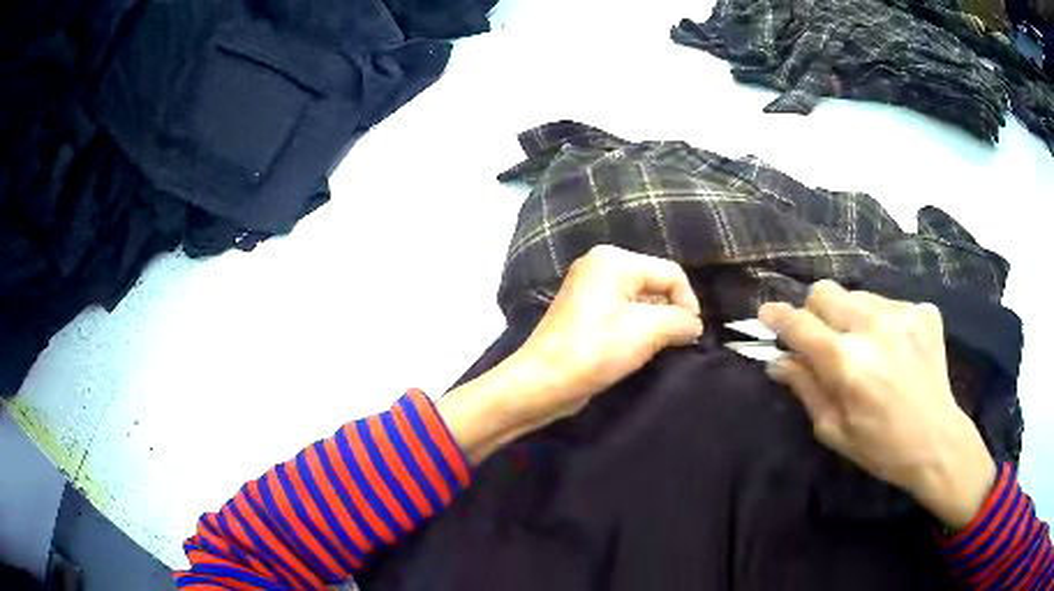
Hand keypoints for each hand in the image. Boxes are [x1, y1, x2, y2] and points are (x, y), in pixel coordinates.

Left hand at [438, 245, 702, 463]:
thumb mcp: (647, 332)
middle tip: (678, 343)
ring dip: (656, 325)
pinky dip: (638, 330)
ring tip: (659, 349)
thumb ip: (681, 321)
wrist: (542, 383)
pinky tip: (640, 350)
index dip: (688, 303)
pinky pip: (624, 313)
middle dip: (671, 313)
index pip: (670, 273)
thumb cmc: (594, 351)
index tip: (692, 336)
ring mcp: (590, 289)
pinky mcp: (586, 312)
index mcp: (614, 260)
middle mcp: (600, 266)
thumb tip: (694, 325)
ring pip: (642, 301)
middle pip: (656, 284)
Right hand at [759, 281, 995, 527]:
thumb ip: (804, 388)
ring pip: (856, 296)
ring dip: (849, 318)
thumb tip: (777, 360)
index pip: (799, 324)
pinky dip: (880, 323)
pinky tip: (893, 350)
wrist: (937, 440)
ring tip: (865, 349)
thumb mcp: (834, 429)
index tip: (766, 316)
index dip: (777, 317)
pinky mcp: (923, 310)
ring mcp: (902, 313)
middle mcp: (872, 327)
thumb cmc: (881, 447)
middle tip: (823, 341)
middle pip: (825, 292)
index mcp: (847, 363)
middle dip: (814, 312)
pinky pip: (887, 304)